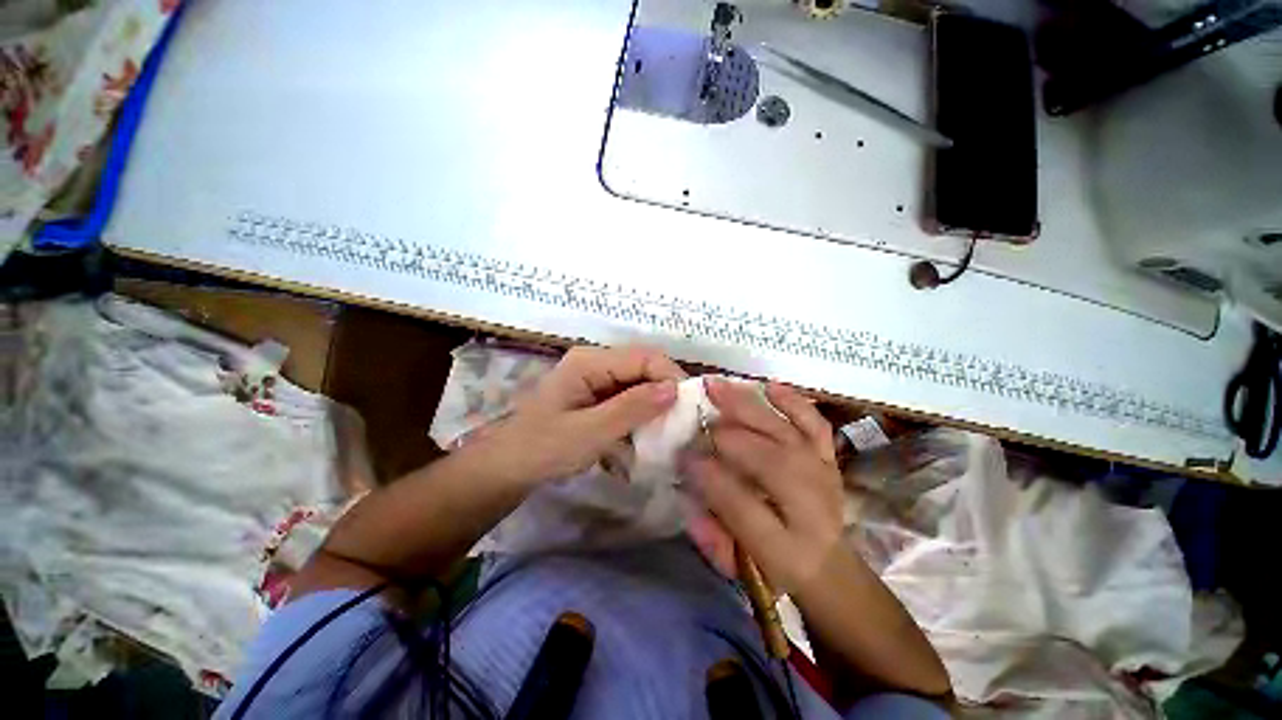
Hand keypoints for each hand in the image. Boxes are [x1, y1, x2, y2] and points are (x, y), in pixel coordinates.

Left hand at [483, 345, 684, 484]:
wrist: (508, 467)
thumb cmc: (543, 449)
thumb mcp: (590, 432)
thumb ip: (632, 408)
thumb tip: (674, 389)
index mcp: (590, 362)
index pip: (644, 357)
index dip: (670, 376)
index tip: (687, 408)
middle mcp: (596, 362)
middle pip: (643, 367)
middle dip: (665, 392)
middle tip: (680, 422)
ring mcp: (596, 378)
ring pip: (639, 383)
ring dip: (654, 405)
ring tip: (666, 431)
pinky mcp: (597, 395)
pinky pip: (629, 397)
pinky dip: (640, 414)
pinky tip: (644, 435)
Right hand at [682, 378, 843, 596]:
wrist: (833, 570)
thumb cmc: (779, 567)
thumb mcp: (740, 563)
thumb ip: (712, 528)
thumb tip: (690, 482)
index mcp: (784, 539)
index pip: (738, 500)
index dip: (707, 475)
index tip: (682, 456)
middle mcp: (806, 501)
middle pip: (764, 455)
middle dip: (724, 432)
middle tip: (694, 413)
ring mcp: (821, 471)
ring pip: (783, 431)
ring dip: (748, 406)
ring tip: (718, 387)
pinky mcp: (827, 456)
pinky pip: (813, 423)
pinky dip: (792, 402)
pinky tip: (768, 386)